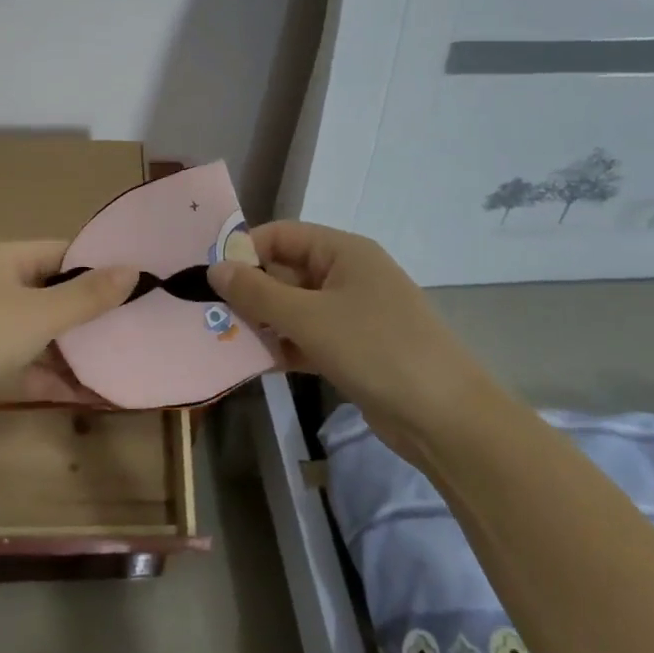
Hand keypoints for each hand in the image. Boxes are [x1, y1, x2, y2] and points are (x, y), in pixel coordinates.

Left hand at [0, 241, 136, 452]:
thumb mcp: (39, 313)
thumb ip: (87, 295)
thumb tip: (132, 268)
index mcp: (3, 261)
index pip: (60, 252)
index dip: (98, 264)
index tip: (141, 278)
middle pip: (55, 293)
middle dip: (94, 309)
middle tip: (143, 319)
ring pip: (46, 334)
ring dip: (80, 348)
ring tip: (130, 355)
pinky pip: (34, 368)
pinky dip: (61, 378)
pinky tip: (99, 393)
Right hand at [208, 221, 503, 451]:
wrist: (444, 417)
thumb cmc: (375, 349)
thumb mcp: (309, 318)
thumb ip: (257, 293)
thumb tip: (215, 269)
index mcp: (343, 252)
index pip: (281, 235)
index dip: (245, 251)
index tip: (210, 278)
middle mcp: (346, 275)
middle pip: (284, 271)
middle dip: (249, 291)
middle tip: (209, 315)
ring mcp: (350, 314)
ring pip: (292, 308)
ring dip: (262, 322)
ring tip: (224, 340)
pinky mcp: (351, 349)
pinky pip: (306, 337)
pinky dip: (283, 346)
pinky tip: (255, 363)